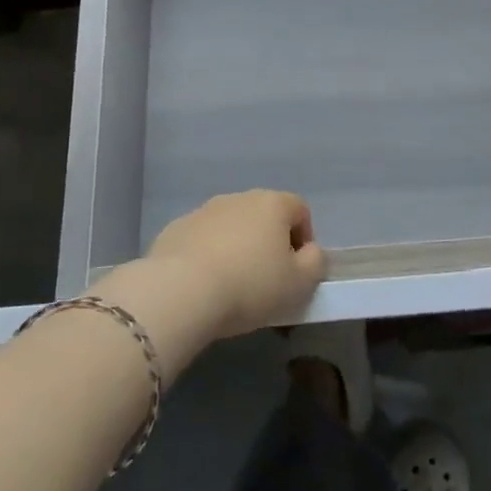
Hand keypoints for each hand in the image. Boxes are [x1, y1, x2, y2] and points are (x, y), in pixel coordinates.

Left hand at [144, 190, 327, 338]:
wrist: (180, 292)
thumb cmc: (249, 286)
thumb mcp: (299, 284)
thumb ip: (315, 263)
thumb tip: (310, 251)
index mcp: (273, 204)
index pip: (300, 210)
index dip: (304, 239)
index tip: (297, 271)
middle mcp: (239, 198)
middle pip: (263, 216)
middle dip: (268, 243)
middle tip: (265, 281)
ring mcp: (204, 211)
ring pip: (230, 227)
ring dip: (236, 248)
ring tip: (231, 286)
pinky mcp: (175, 229)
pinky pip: (201, 240)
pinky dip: (206, 256)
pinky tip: (202, 286)